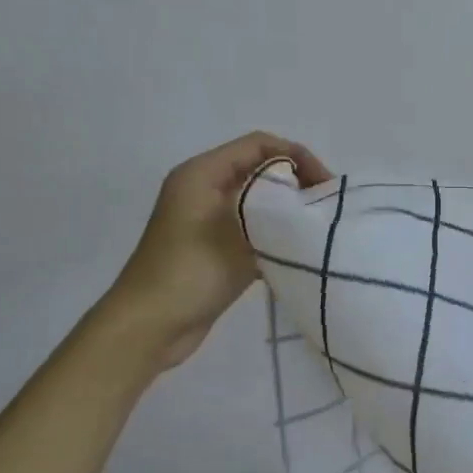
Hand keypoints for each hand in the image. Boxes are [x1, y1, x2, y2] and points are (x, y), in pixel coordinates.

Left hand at [99, 131, 333, 363]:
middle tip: (324, 205)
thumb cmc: (190, 272)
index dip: (296, 155)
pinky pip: (249, 225)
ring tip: (316, 225)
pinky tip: (296, 248)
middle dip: (295, 181)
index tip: (324, 184)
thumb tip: (307, 201)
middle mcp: (202, 187)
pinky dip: (272, 231)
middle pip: (258, 168)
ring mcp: (205, 217)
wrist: (148, 327)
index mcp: (202, 173)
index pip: (259, 145)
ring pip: (256, 199)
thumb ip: (275, 208)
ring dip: (285, 208)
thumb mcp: (238, 232)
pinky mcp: (211, 245)